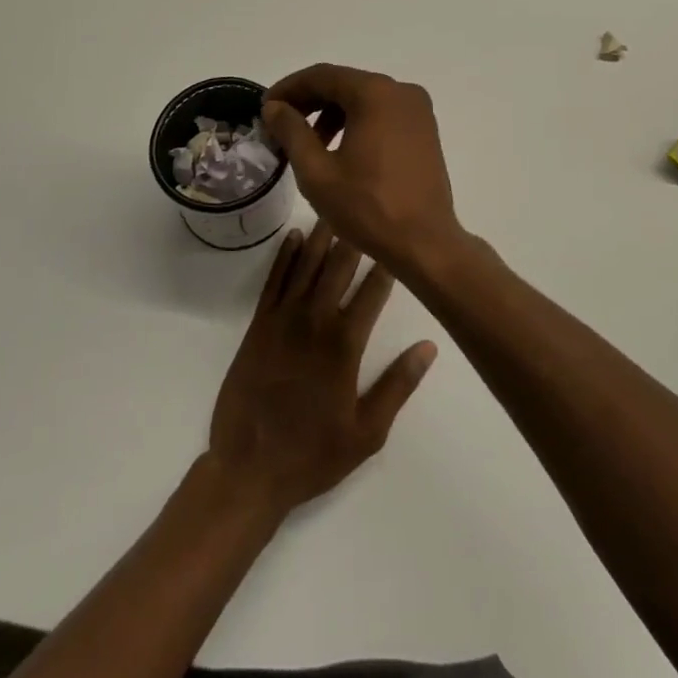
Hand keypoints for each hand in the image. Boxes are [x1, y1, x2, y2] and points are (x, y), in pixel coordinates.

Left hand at [207, 222, 436, 517]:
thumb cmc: (313, 455)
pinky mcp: (258, 325)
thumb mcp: (367, 432)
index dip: (386, 264)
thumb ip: (398, 385)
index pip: (372, 292)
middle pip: (337, 268)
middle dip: (353, 237)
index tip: (398, 239)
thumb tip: (429, 346)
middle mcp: (314, 322)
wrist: (248, 470)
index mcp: (344, 345)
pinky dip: (283, 256)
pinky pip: (273, 281)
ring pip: (305, 266)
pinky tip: (293, 236)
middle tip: (364, 207)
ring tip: (333, 209)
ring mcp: (282, 320)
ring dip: (320, 236)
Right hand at [262, 65, 465, 278]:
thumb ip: (291, 131)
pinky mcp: (424, 128)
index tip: (265, 107)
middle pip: (344, 83)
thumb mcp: (317, 171)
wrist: (425, 243)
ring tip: (307, 143)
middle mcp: (400, 91)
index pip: (322, 76)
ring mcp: (417, 109)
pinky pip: (382, 112)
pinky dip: (356, 121)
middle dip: (309, 101)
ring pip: (363, 98)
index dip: (289, 88)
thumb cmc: (368, 207)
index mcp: (375, 93)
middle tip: (280, 125)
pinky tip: (339, 148)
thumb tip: (274, 107)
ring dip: (332, 113)